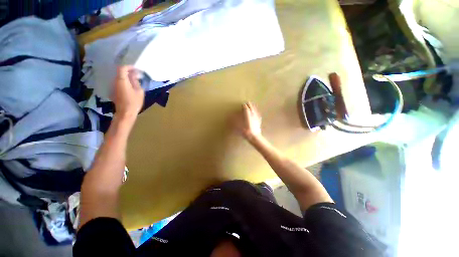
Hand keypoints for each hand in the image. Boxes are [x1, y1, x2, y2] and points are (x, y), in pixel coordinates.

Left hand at [112, 66, 144, 119]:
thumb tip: (134, 75)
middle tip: (137, 74)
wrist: (125, 113)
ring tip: (135, 79)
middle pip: (120, 72)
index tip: (136, 69)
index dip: (129, 67)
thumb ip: (136, 81)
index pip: (122, 68)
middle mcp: (115, 82)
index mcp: (122, 81)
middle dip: (128, 71)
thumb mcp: (139, 91)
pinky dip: (125, 81)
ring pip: (119, 77)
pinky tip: (131, 85)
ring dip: (127, 77)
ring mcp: (114, 86)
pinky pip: (119, 82)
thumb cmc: (134, 102)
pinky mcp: (115, 91)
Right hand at [234, 102, 262, 141]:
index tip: (242, 104)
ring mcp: (257, 117)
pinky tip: (256, 113)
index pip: (246, 107)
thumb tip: (230, 117)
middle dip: (248, 104)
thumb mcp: (238, 126)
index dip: (243, 105)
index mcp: (248, 114)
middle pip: (251, 107)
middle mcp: (253, 114)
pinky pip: (258, 114)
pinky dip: (256, 112)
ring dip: (253, 107)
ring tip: (251, 105)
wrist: (254, 137)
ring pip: (255, 109)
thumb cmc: (245, 131)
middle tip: (246, 103)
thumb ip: (234, 121)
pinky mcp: (259, 121)